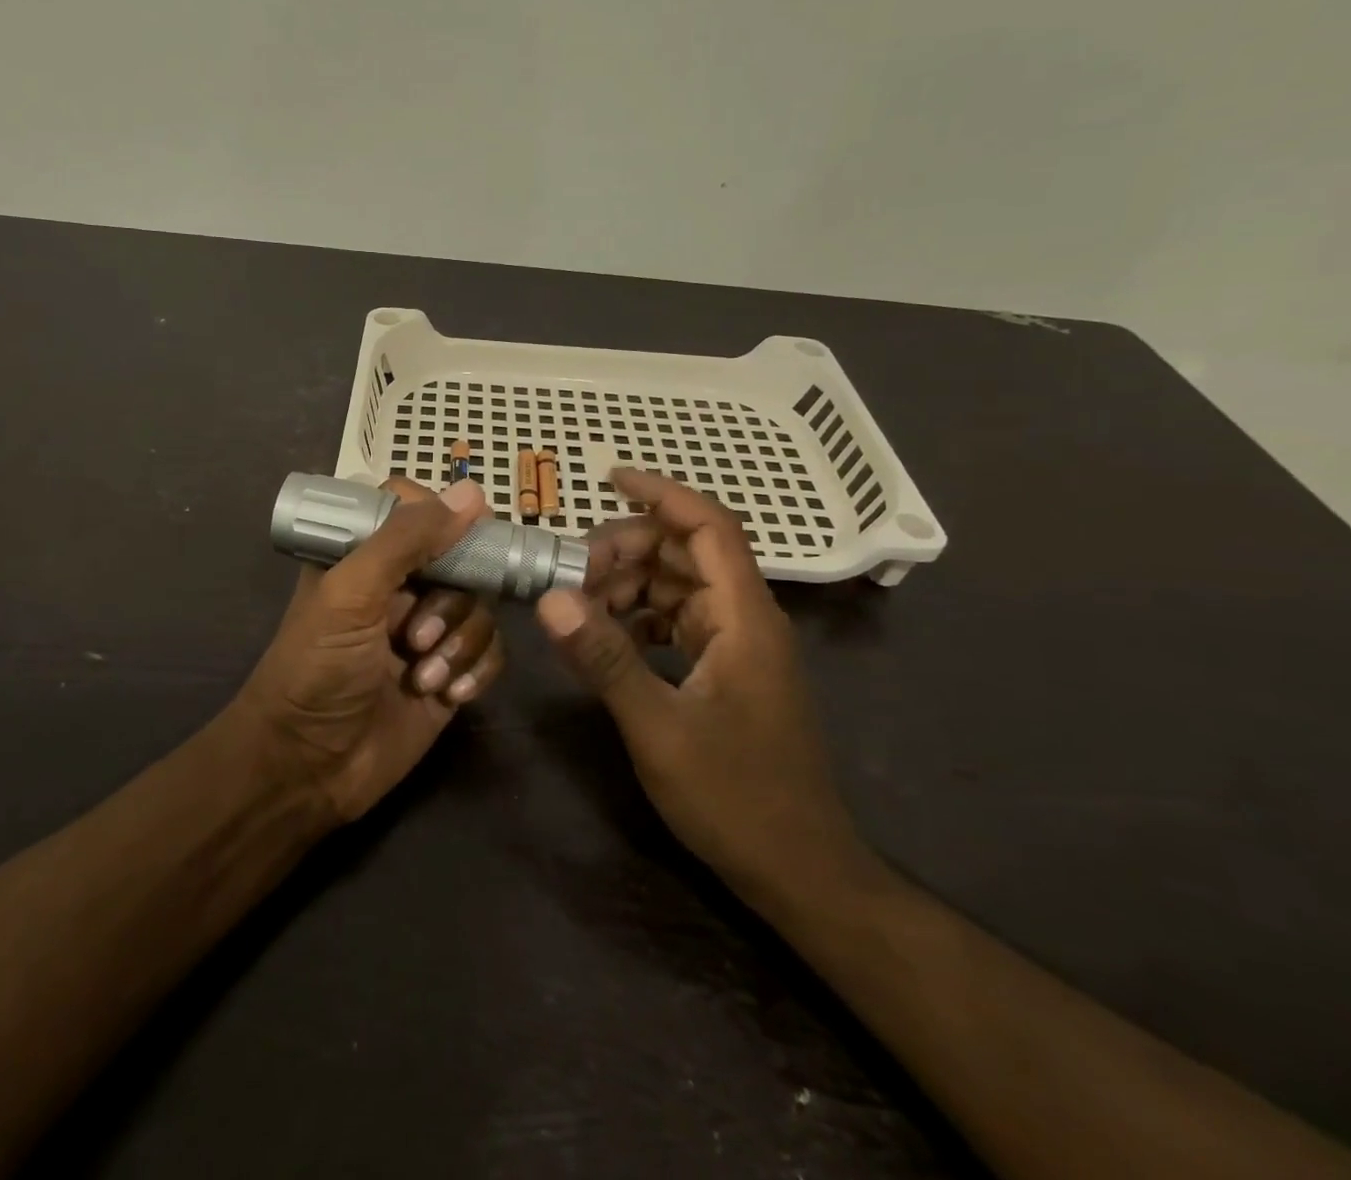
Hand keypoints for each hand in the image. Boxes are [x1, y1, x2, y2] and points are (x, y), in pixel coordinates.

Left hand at [239, 477, 505, 824]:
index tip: (457, 540)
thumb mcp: (350, 594)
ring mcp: (428, 630)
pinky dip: (476, 670)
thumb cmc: (316, 669)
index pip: (416, 510)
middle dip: (450, 601)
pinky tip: (449, 695)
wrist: (308, 768)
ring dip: (460, 642)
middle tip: (417, 636)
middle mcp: (400, 586)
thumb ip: (405, 540)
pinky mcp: (450, 671)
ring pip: (480, 607)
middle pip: (462, 560)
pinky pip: (490, 651)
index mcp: (365, 555)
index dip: (442, 518)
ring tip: (424, 677)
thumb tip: (472, 493)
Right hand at [534, 468, 865, 909]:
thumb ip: (605, 658)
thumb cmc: (737, 798)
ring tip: (579, 605)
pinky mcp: (727, 672)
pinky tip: (606, 635)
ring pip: (678, 587)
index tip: (608, 478)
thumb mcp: (659, 727)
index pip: (708, 526)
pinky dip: (640, 617)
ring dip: (628, 585)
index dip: (662, 493)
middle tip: (570, 574)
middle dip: (626, 550)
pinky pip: (678, 621)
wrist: (800, 871)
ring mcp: (738, 646)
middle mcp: (746, 619)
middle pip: (685, 553)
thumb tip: (550, 598)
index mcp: (744, 618)